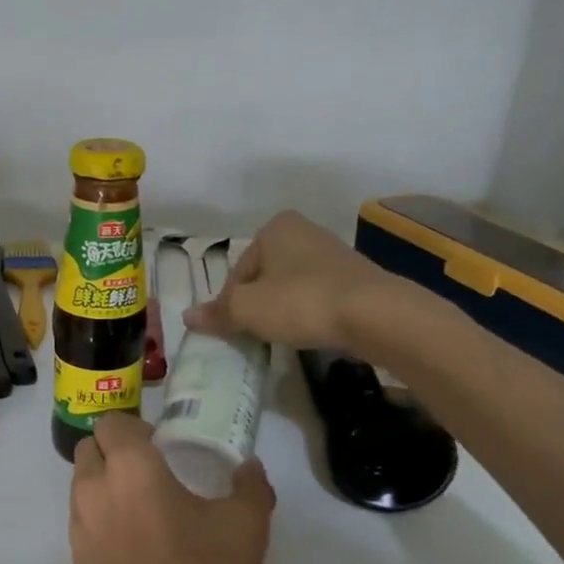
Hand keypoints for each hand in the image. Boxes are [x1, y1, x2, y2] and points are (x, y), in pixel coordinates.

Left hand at [69, 414, 273, 563]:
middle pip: (91, 450)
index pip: (112, 423)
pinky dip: (104, 519)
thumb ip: (249, 489)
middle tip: (157, 473)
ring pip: (84, 486)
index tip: (165, 446)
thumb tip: (249, 467)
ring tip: (151, 512)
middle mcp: (93, 490)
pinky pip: (84, 522)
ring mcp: (78, 529)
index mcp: (130, 469)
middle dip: (117, 452)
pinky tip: (140, 548)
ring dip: (108, 485)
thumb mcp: (245, 533)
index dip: (136, 428)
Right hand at [183, 210, 415, 354]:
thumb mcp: (247, 309)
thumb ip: (217, 313)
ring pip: (290, 287)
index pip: (237, 271)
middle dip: (256, 304)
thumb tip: (187, 317)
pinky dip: (309, 313)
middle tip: (255, 334)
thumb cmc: (301, 301)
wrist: (375, 315)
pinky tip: (311, 332)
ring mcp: (334, 254)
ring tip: (283, 336)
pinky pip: (317, 296)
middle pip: (263, 277)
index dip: (230, 302)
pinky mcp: (356, 279)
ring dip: (282, 310)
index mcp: (274, 227)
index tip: (233, 328)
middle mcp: (304, 232)